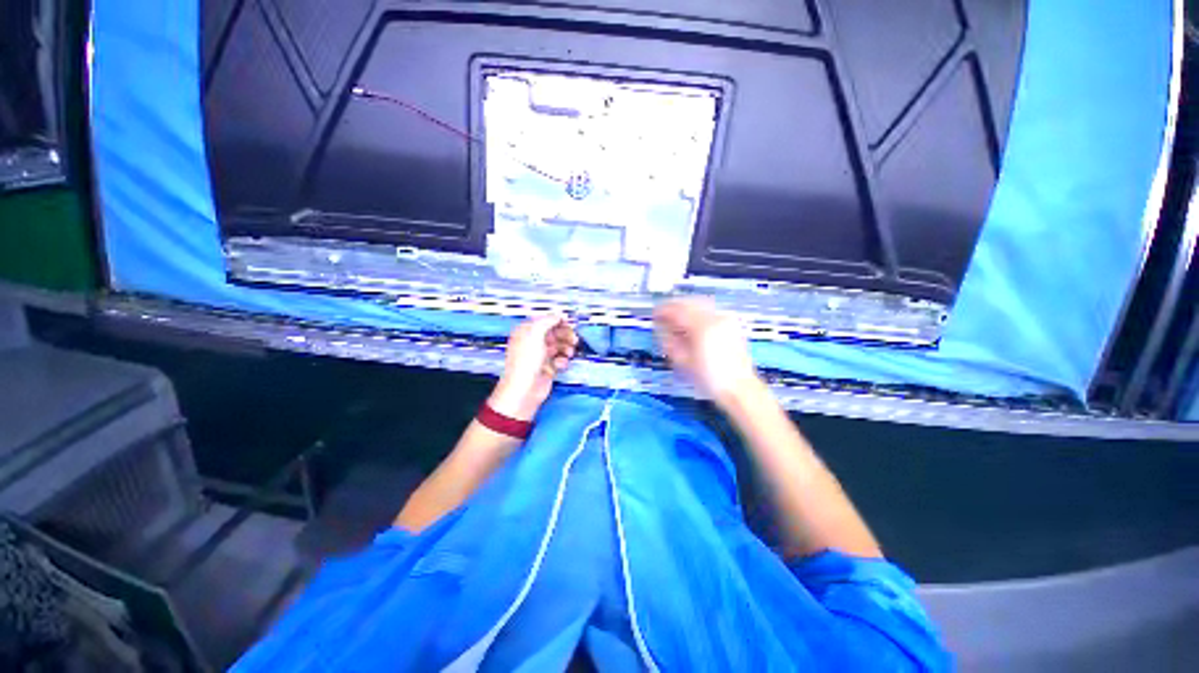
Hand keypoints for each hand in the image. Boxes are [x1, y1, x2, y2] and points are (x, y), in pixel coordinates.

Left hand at [489, 314, 578, 420]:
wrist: (525, 389)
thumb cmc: (526, 361)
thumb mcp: (535, 333)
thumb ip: (548, 320)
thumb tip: (559, 314)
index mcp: (526, 332)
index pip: (545, 321)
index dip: (557, 321)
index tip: (569, 323)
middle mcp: (533, 342)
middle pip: (554, 333)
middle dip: (565, 335)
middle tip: (573, 339)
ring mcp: (541, 356)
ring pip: (559, 346)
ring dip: (566, 348)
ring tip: (569, 352)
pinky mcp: (548, 368)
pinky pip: (560, 360)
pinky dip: (563, 361)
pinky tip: (560, 364)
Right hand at [654, 298, 758, 405]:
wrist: (738, 388)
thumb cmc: (710, 378)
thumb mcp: (682, 361)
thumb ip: (668, 340)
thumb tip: (661, 328)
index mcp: (702, 326)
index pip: (677, 310)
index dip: (663, 310)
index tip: (655, 314)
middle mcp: (716, 318)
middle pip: (689, 303)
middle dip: (674, 307)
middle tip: (663, 315)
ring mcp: (726, 320)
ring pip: (700, 304)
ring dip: (686, 308)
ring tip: (676, 319)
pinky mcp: (731, 325)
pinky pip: (710, 311)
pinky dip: (697, 313)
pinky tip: (692, 323)